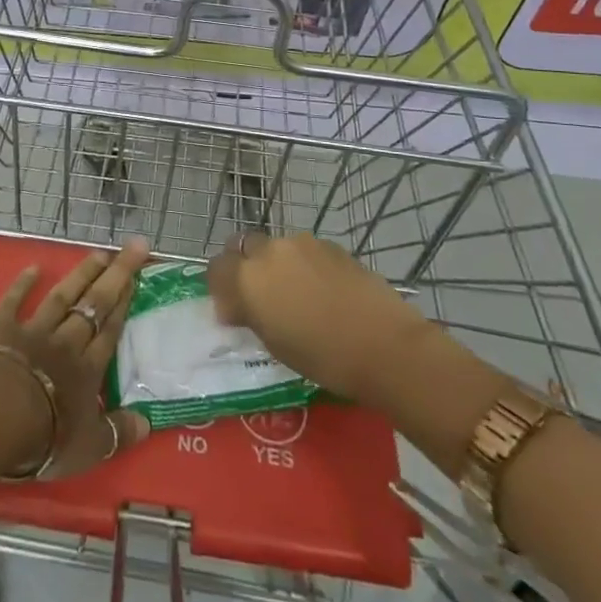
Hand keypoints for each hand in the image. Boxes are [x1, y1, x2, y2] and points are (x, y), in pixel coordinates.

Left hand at [0, 239, 153, 479]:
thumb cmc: (46, 437)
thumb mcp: (91, 448)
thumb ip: (119, 433)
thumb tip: (148, 424)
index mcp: (88, 369)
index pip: (110, 330)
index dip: (124, 303)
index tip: (136, 277)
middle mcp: (66, 342)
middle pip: (94, 304)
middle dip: (115, 275)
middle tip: (132, 247)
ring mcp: (34, 331)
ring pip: (62, 297)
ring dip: (81, 274)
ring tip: (98, 253)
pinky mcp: (2, 328)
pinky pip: (13, 301)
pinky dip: (22, 284)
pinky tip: (33, 268)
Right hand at [207, 233, 430, 406]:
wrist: (384, 345)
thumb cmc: (323, 358)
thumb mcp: (274, 344)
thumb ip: (250, 315)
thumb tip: (236, 307)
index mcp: (248, 278)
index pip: (216, 268)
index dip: (220, 287)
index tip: (232, 309)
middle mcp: (270, 251)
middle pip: (243, 246)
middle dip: (244, 266)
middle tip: (259, 296)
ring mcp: (302, 243)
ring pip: (276, 247)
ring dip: (276, 265)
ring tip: (296, 294)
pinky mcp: (330, 245)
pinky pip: (305, 251)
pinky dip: (304, 265)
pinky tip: (323, 291)